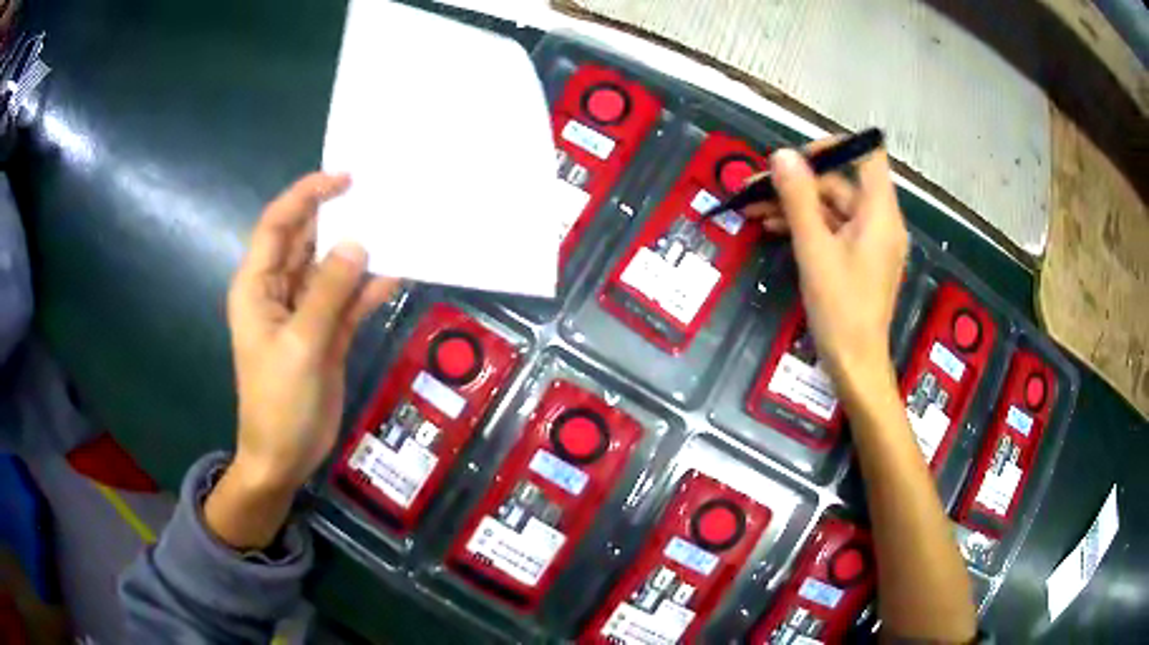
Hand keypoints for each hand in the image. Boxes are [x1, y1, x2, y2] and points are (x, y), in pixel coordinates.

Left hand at [207, 172, 396, 547]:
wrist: (286, 457)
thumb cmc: (279, 403)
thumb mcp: (301, 346)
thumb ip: (328, 293)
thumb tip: (358, 243)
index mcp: (258, 286)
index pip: (277, 225)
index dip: (306, 195)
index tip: (344, 179)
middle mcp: (279, 290)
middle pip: (307, 240)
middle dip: (338, 217)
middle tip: (381, 195)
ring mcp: (305, 311)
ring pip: (332, 268)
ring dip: (359, 251)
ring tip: (397, 226)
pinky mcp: (327, 332)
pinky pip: (349, 299)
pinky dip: (369, 287)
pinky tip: (399, 273)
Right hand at [747, 140, 908, 393]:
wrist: (855, 364)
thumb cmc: (840, 309)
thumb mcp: (814, 250)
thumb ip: (799, 198)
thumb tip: (782, 155)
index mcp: (880, 213)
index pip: (867, 155)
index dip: (834, 145)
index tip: (798, 156)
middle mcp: (880, 221)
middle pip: (840, 183)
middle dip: (796, 182)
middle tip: (754, 187)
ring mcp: (870, 241)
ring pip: (831, 207)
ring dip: (794, 204)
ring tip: (752, 209)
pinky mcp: (859, 258)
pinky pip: (833, 229)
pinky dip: (805, 225)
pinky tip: (772, 227)